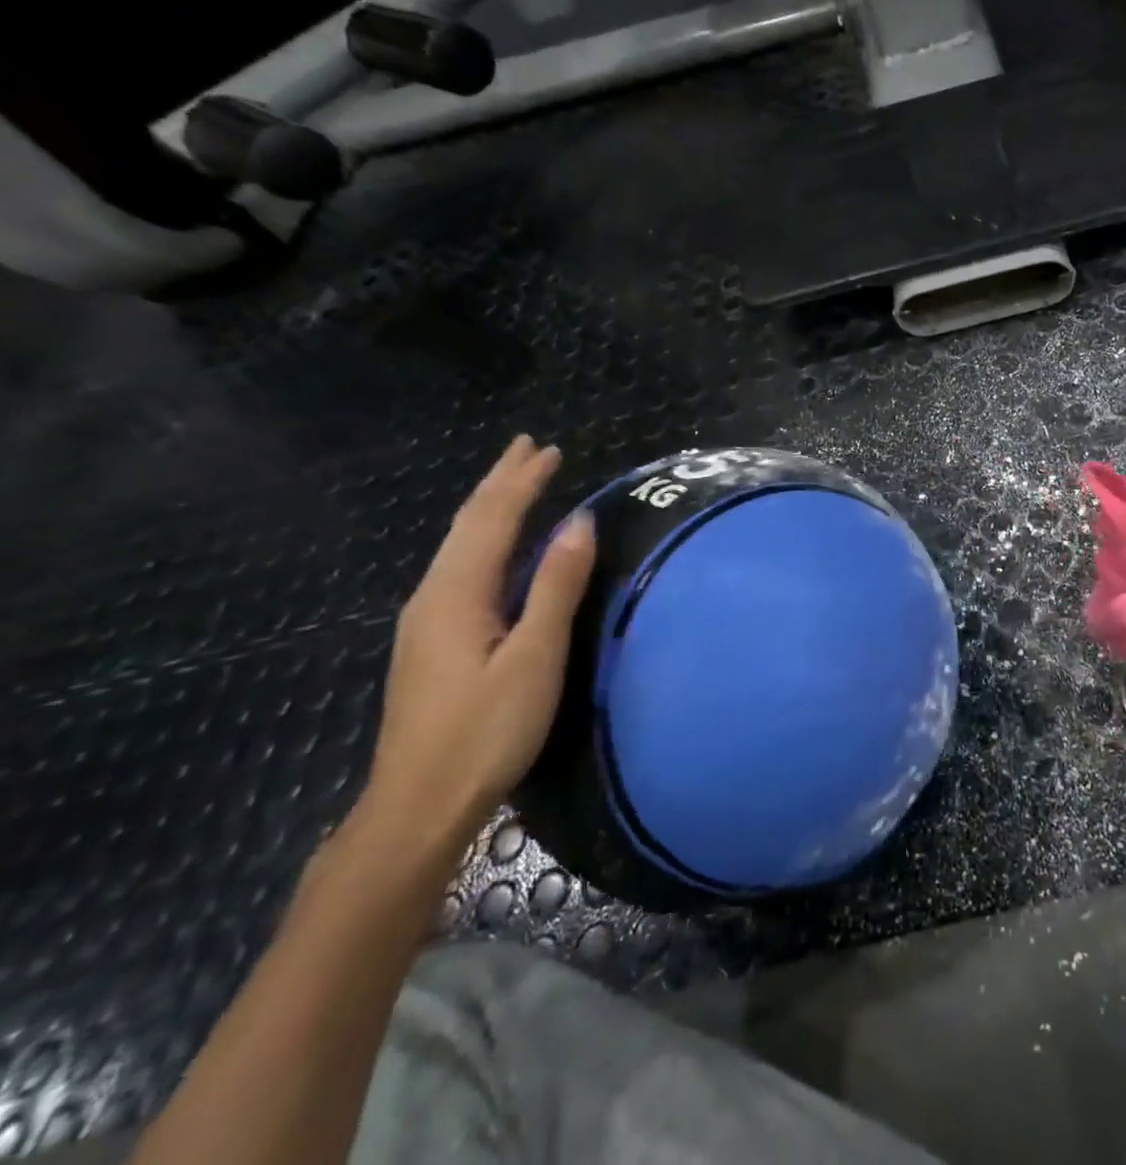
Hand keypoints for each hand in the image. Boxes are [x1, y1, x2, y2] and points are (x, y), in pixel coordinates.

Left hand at [359, 436, 596, 849]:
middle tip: (528, 449)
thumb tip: (578, 522)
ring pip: (461, 546)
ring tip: (516, 484)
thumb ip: (555, 586)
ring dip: (492, 509)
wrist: (417, 806)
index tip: (548, 449)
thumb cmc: (485, 730)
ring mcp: (426, 621)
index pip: (492, 519)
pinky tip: (497, 549)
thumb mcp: (534, 657)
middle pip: (468, 524)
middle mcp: (433, 596)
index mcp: (456, 594)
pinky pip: (462, 569)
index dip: (522, 481)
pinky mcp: (432, 643)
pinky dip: (486, 540)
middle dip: (500, 483)